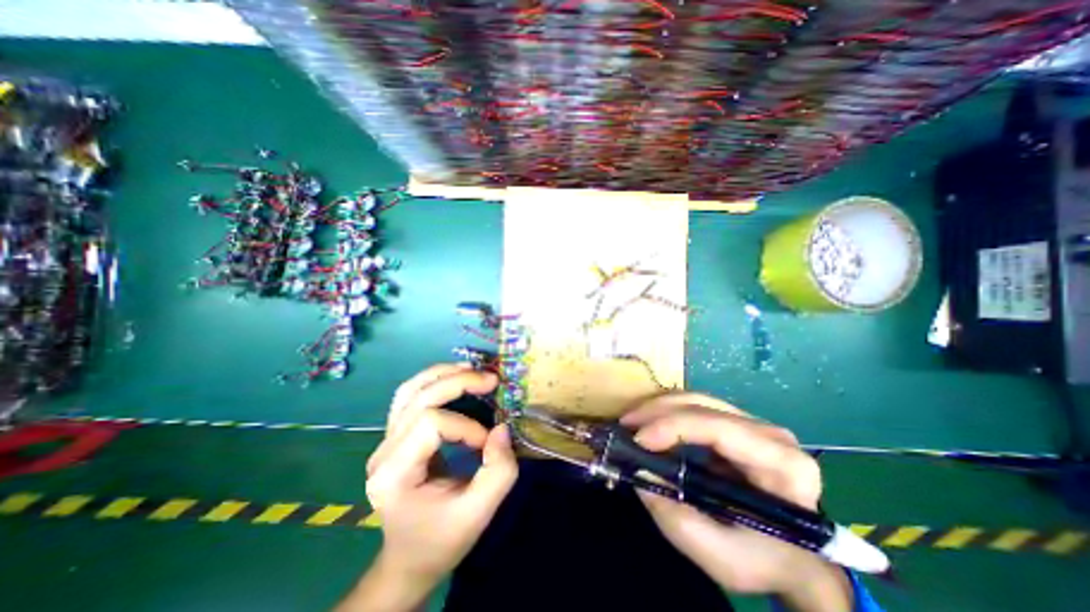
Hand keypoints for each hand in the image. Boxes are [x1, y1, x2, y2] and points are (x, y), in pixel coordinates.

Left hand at [367, 364, 518, 582]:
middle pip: (418, 398)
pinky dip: (434, 381)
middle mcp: (383, 451)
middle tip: (491, 380)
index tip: (487, 443)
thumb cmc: (441, 540)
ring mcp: (385, 441)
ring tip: (472, 370)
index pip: (429, 425)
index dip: (465, 426)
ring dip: (443, 374)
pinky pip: (409, 396)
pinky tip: (454, 378)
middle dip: (458, 383)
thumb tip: (503, 428)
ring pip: (409, 390)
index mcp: (394, 474)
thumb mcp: (477, 514)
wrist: (410, 560)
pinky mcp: (395, 436)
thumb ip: (498, 472)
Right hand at [620, 395, 849, 608]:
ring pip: (696, 400)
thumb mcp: (721, 557)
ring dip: (658, 407)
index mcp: (782, 464)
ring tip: (631, 422)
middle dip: (658, 411)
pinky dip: (666, 412)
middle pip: (704, 405)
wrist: (795, 558)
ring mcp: (753, 424)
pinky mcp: (736, 424)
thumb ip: (677, 519)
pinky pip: (695, 408)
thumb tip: (639, 473)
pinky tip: (648, 423)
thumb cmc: (765, 561)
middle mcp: (770, 433)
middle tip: (624, 425)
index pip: (720, 429)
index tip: (637, 439)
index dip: (674, 427)